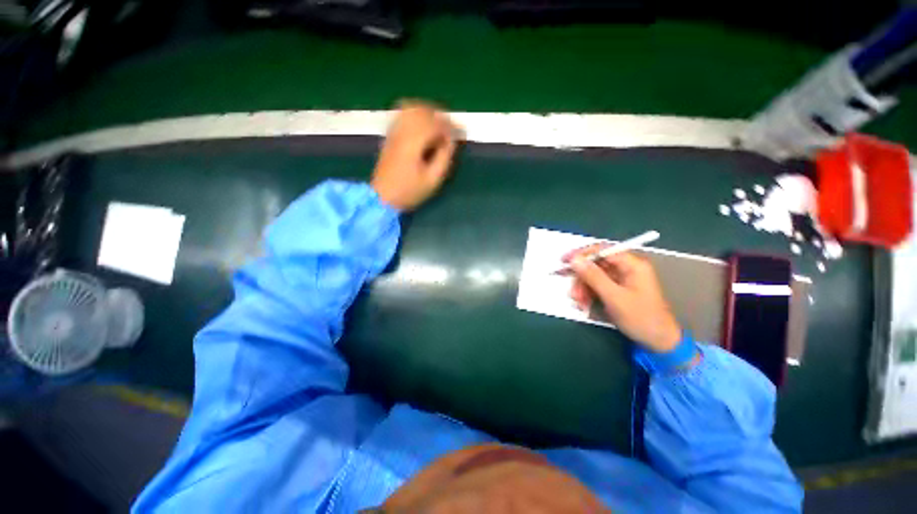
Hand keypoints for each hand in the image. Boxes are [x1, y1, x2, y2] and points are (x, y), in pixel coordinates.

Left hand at [371, 101, 459, 210]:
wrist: (382, 197)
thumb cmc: (409, 191)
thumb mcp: (433, 180)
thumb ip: (444, 157)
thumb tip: (451, 140)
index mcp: (413, 142)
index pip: (435, 124)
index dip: (450, 126)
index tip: (460, 133)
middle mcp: (402, 131)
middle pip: (423, 110)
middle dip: (440, 116)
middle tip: (451, 128)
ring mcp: (394, 131)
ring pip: (412, 108)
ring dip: (428, 112)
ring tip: (439, 125)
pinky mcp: (389, 135)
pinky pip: (403, 114)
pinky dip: (416, 113)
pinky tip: (423, 124)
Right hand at [565, 246, 681, 352]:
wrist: (659, 342)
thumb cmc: (641, 318)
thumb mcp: (614, 297)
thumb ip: (593, 276)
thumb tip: (574, 259)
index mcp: (632, 264)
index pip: (602, 250)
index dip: (581, 254)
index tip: (564, 261)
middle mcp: (626, 268)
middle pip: (595, 264)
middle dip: (581, 278)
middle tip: (573, 293)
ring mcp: (621, 279)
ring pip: (593, 276)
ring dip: (583, 288)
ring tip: (579, 303)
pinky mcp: (617, 289)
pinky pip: (597, 286)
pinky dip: (588, 294)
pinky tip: (584, 305)